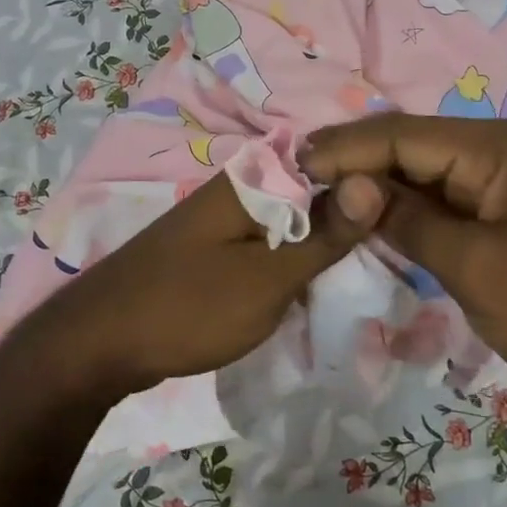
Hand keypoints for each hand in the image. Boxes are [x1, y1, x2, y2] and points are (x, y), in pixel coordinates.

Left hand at [12, 171, 387, 403]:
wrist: (98, 345)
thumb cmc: (189, 308)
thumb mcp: (269, 278)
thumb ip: (324, 235)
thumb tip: (375, 181)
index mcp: (254, 180)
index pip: (329, 161)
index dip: (368, 185)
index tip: (407, 213)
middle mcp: (238, 188)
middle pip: (312, 191)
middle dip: (348, 218)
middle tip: (393, 250)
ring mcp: (222, 218)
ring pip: (291, 220)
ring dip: (321, 243)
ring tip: (364, 268)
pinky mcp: (213, 247)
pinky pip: (266, 242)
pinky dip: (291, 260)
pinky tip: (313, 283)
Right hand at [302, 116, 506, 433]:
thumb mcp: (478, 268)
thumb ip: (409, 221)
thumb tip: (349, 186)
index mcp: (494, 148)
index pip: (399, 134)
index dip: (342, 149)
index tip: (289, 167)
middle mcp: (496, 151)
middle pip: (408, 147)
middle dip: (353, 165)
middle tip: (293, 186)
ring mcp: (503, 183)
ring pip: (422, 175)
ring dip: (375, 189)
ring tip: (317, 203)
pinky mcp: (505, 215)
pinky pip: (443, 203)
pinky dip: (405, 213)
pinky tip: (369, 224)